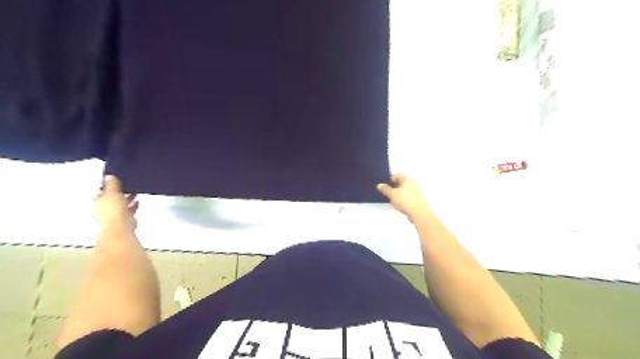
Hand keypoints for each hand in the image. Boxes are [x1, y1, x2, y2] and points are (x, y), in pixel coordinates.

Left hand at [94, 175, 137, 232]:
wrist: (120, 225)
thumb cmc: (113, 210)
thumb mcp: (112, 192)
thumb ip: (112, 184)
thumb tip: (109, 176)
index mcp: (97, 201)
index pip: (102, 192)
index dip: (109, 187)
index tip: (116, 182)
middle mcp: (103, 209)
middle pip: (112, 199)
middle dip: (120, 194)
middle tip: (127, 187)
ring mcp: (114, 215)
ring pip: (121, 205)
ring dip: (127, 200)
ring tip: (134, 194)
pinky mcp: (123, 220)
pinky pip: (128, 211)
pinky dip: (132, 207)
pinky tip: (137, 203)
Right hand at [376, 173, 431, 220]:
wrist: (419, 213)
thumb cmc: (406, 202)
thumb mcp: (392, 195)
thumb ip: (385, 189)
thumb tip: (380, 185)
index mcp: (407, 179)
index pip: (397, 174)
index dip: (391, 178)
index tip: (386, 183)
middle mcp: (413, 183)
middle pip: (403, 181)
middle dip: (395, 185)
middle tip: (389, 190)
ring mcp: (417, 191)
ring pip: (407, 189)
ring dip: (400, 192)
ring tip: (394, 198)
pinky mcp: (419, 199)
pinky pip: (410, 196)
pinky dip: (405, 198)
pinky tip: (401, 204)